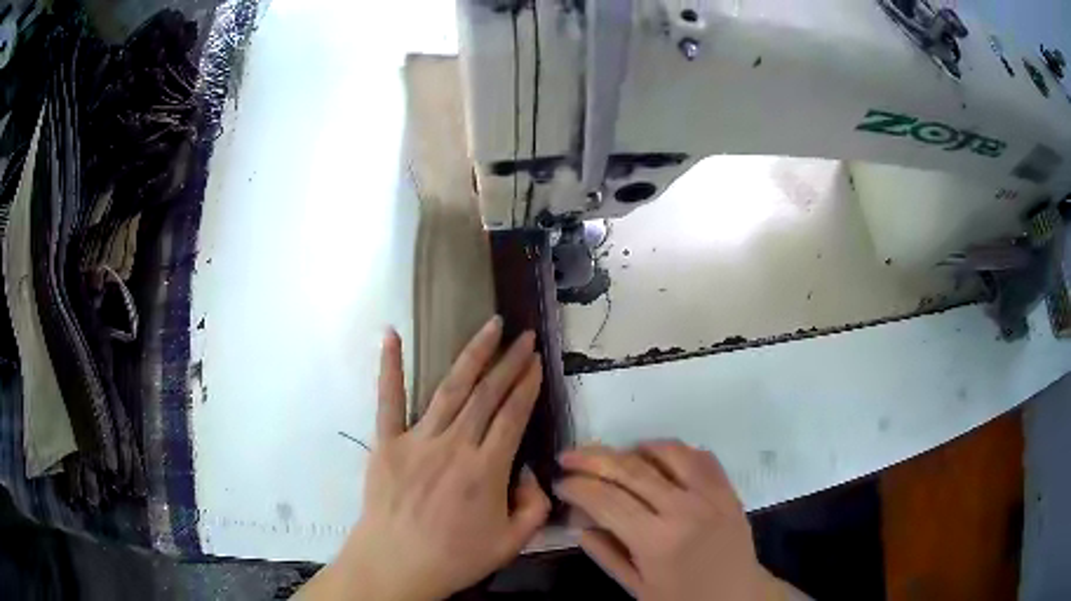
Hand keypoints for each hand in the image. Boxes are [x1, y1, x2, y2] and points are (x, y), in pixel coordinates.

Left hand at [301, 317, 549, 600]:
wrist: (396, 565)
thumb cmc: (455, 558)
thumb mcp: (512, 542)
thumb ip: (535, 505)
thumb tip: (530, 471)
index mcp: (486, 470)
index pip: (514, 416)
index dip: (528, 385)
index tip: (537, 360)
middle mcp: (454, 446)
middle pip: (488, 395)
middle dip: (509, 362)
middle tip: (524, 335)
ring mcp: (417, 440)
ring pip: (450, 389)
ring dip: (472, 355)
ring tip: (490, 326)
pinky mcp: (386, 443)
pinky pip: (388, 400)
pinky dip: (390, 367)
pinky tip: (392, 335)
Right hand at [556, 441, 777, 600]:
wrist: (737, 596)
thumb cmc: (682, 599)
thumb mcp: (637, 588)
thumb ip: (606, 554)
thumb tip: (578, 523)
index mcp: (655, 540)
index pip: (606, 499)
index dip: (577, 487)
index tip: (560, 483)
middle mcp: (682, 509)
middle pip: (629, 469)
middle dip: (592, 458)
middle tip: (569, 457)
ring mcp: (710, 494)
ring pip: (666, 452)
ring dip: (633, 448)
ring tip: (612, 455)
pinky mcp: (728, 488)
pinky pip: (699, 456)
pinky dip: (673, 450)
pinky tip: (657, 457)